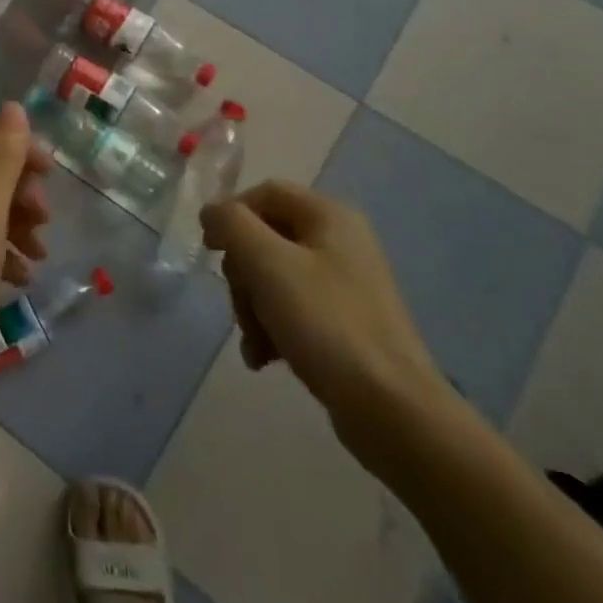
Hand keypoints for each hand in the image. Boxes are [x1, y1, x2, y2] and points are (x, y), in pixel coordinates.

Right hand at [201, 181, 449, 462]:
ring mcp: (345, 283)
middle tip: (241, 305)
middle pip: (266, 238)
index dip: (231, 215)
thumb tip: (212, 212)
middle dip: (242, 274)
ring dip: (252, 307)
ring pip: (274, 277)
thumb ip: (232, 224)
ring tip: (255, 344)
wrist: (392, 409)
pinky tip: (265, 358)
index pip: (264, 193)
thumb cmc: (326, 324)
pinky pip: (293, 309)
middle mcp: (340, 241)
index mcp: (329, 215)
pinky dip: (272, 328)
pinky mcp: (345, 322)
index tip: (210, 251)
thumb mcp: (268, 263)